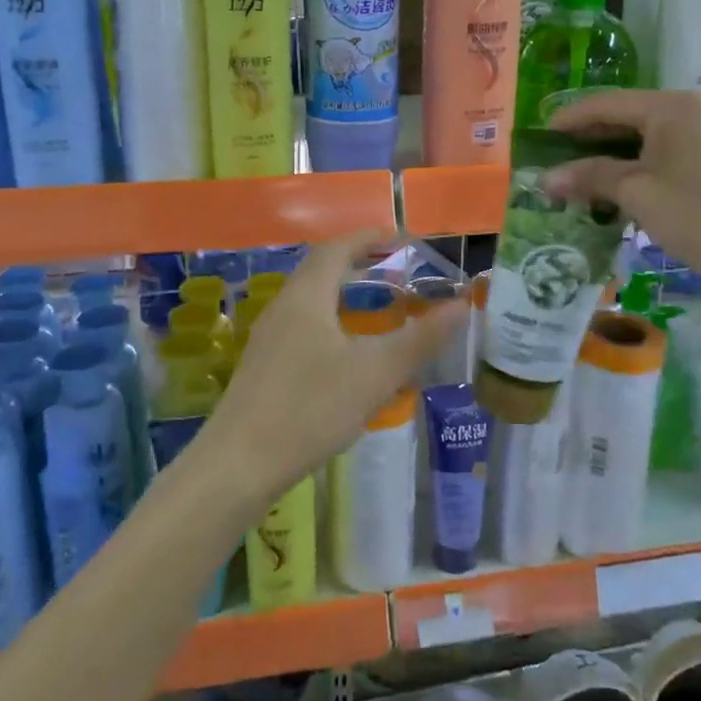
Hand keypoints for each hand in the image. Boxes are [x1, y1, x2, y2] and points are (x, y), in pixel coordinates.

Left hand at [185, 232, 464, 513]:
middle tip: (395, 269)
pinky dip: (331, 319)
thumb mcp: (375, 373)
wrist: (238, 464)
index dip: (369, 237)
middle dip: (358, 262)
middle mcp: (284, 306)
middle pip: (321, 268)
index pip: (338, 247)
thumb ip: (420, 339)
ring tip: (377, 306)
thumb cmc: (310, 408)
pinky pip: (303, 324)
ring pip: (311, 299)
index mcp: (307, 295)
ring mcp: (269, 336)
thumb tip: (462, 305)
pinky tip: (347, 351)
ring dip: (344, 292)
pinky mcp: (264, 364)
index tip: (401, 238)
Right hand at [542, 89, 700, 309]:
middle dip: (593, 141)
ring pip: (657, 139)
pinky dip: (649, 168)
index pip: (607, 103)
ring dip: (620, 157)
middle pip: (633, 117)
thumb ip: (590, 178)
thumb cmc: (700, 218)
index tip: (539, 138)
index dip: (569, 119)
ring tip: (589, 181)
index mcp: (675, 107)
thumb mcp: (637, 195)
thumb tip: (545, 179)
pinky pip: (680, 154)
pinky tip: (632, 191)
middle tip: (559, 162)